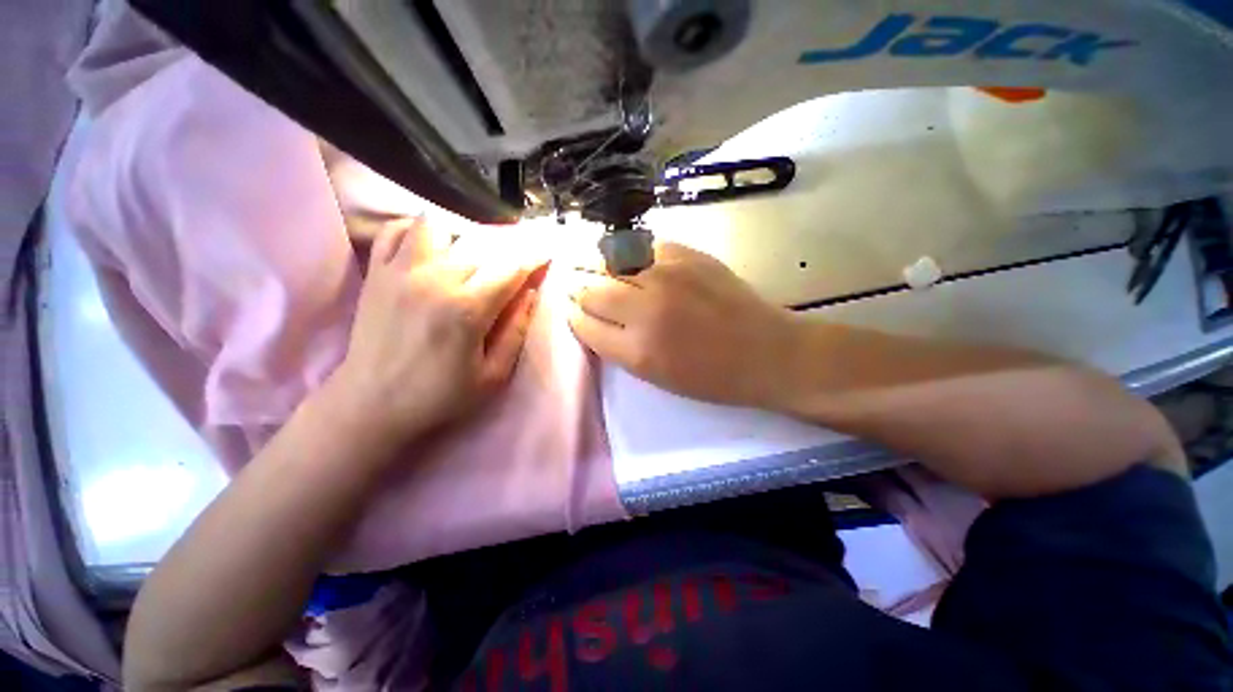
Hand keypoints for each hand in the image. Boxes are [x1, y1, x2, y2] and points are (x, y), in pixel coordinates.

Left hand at [328, 217, 542, 445]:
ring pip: (437, 225)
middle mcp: (435, 280)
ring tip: (470, 255)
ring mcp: (400, 271)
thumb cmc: (439, 395)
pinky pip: (396, 230)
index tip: (547, 253)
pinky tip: (431, 249)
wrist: (370, 404)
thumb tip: (530, 293)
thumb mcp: (492, 375)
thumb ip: (515, 331)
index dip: (534, 257)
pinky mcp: (377, 273)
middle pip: (481, 244)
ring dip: (461, 235)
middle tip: (515, 262)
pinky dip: (417, 230)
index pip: (511, 268)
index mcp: (467, 309)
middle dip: (507, 248)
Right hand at [567, 242, 804, 409]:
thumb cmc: (711, 377)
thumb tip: (592, 317)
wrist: (767, 353)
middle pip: (589, 288)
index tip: (572, 309)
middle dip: (577, 287)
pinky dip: (628, 252)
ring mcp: (667, 275)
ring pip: (609, 260)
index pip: (583, 323)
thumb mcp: (655, 376)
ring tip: (589, 263)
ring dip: (594, 263)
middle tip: (576, 285)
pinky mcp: (688, 254)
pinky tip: (627, 257)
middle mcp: (645, 308)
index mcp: (636, 350)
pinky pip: (641, 246)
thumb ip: (618, 346)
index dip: (573, 315)